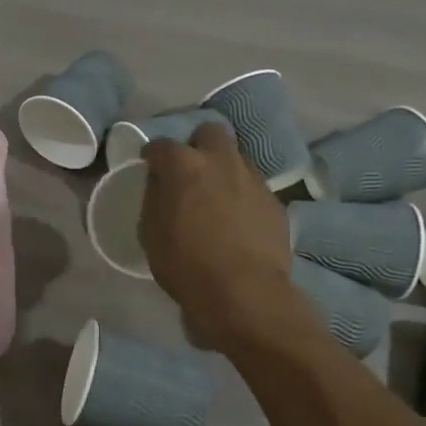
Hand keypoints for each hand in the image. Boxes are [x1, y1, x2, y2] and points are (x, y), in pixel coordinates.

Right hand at [140, 123, 323, 353]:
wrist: (245, 294)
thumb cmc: (186, 265)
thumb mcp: (152, 233)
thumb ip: (155, 198)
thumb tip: (160, 182)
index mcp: (185, 166)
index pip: (162, 145)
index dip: (152, 155)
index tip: (150, 166)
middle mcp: (221, 161)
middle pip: (210, 132)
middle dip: (197, 145)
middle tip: (189, 171)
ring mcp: (253, 179)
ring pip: (235, 158)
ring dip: (222, 169)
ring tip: (215, 197)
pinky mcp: (274, 201)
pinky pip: (252, 186)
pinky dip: (241, 195)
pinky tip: (237, 219)